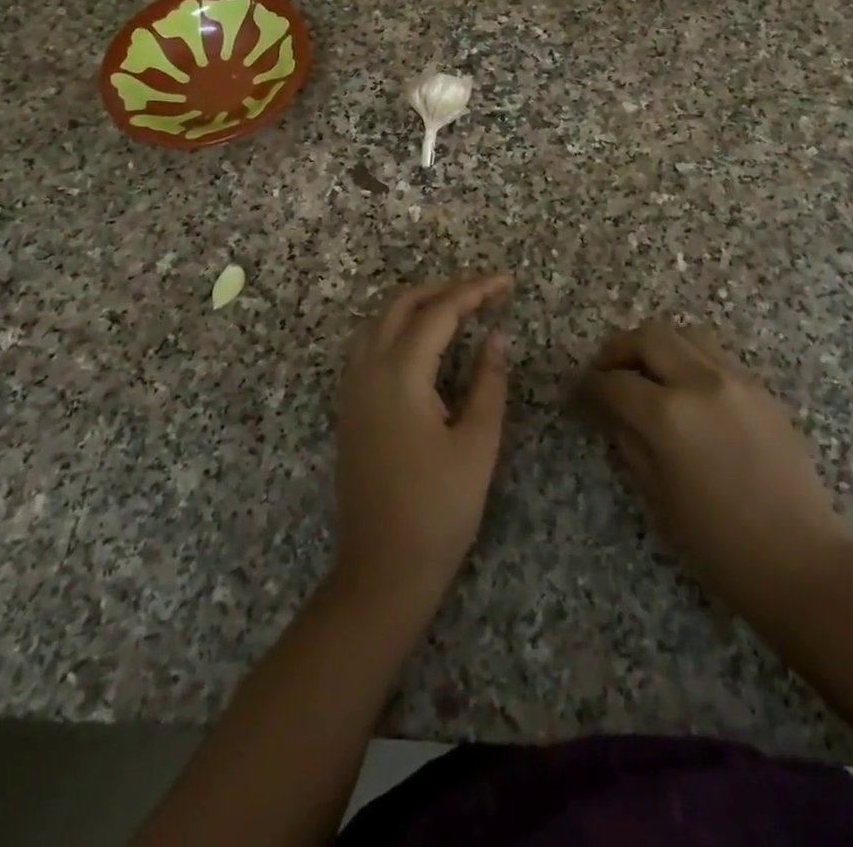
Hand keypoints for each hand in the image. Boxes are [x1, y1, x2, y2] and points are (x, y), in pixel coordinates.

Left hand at [333, 274, 510, 602]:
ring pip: (377, 322)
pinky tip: (420, 343)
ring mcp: (351, 390)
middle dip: (441, 289)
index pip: (438, 313)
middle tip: (481, 292)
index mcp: (400, 376)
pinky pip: (366, 346)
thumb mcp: (477, 444)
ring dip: (414, 305)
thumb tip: (497, 337)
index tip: (504, 283)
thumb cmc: (439, 510)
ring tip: (455, 308)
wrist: (382, 570)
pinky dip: (394, 327)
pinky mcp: (348, 409)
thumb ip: (488, 383)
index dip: (473, 292)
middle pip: (400, 306)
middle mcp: (367, 372)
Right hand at [578, 322, 852, 633]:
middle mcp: (701, 382)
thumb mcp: (657, 497)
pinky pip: (715, 357)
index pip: (614, 382)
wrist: (801, 562)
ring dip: (658, 346)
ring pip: (686, 335)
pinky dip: (690, 360)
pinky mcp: (761, 390)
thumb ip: (629, 442)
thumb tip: (613, 411)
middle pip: (649, 336)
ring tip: (647, 374)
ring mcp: (737, 380)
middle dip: (618, 349)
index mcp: (668, 415)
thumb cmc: (719, 544)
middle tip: (606, 372)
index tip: (578, 393)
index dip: (589, 385)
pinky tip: (686, 392)